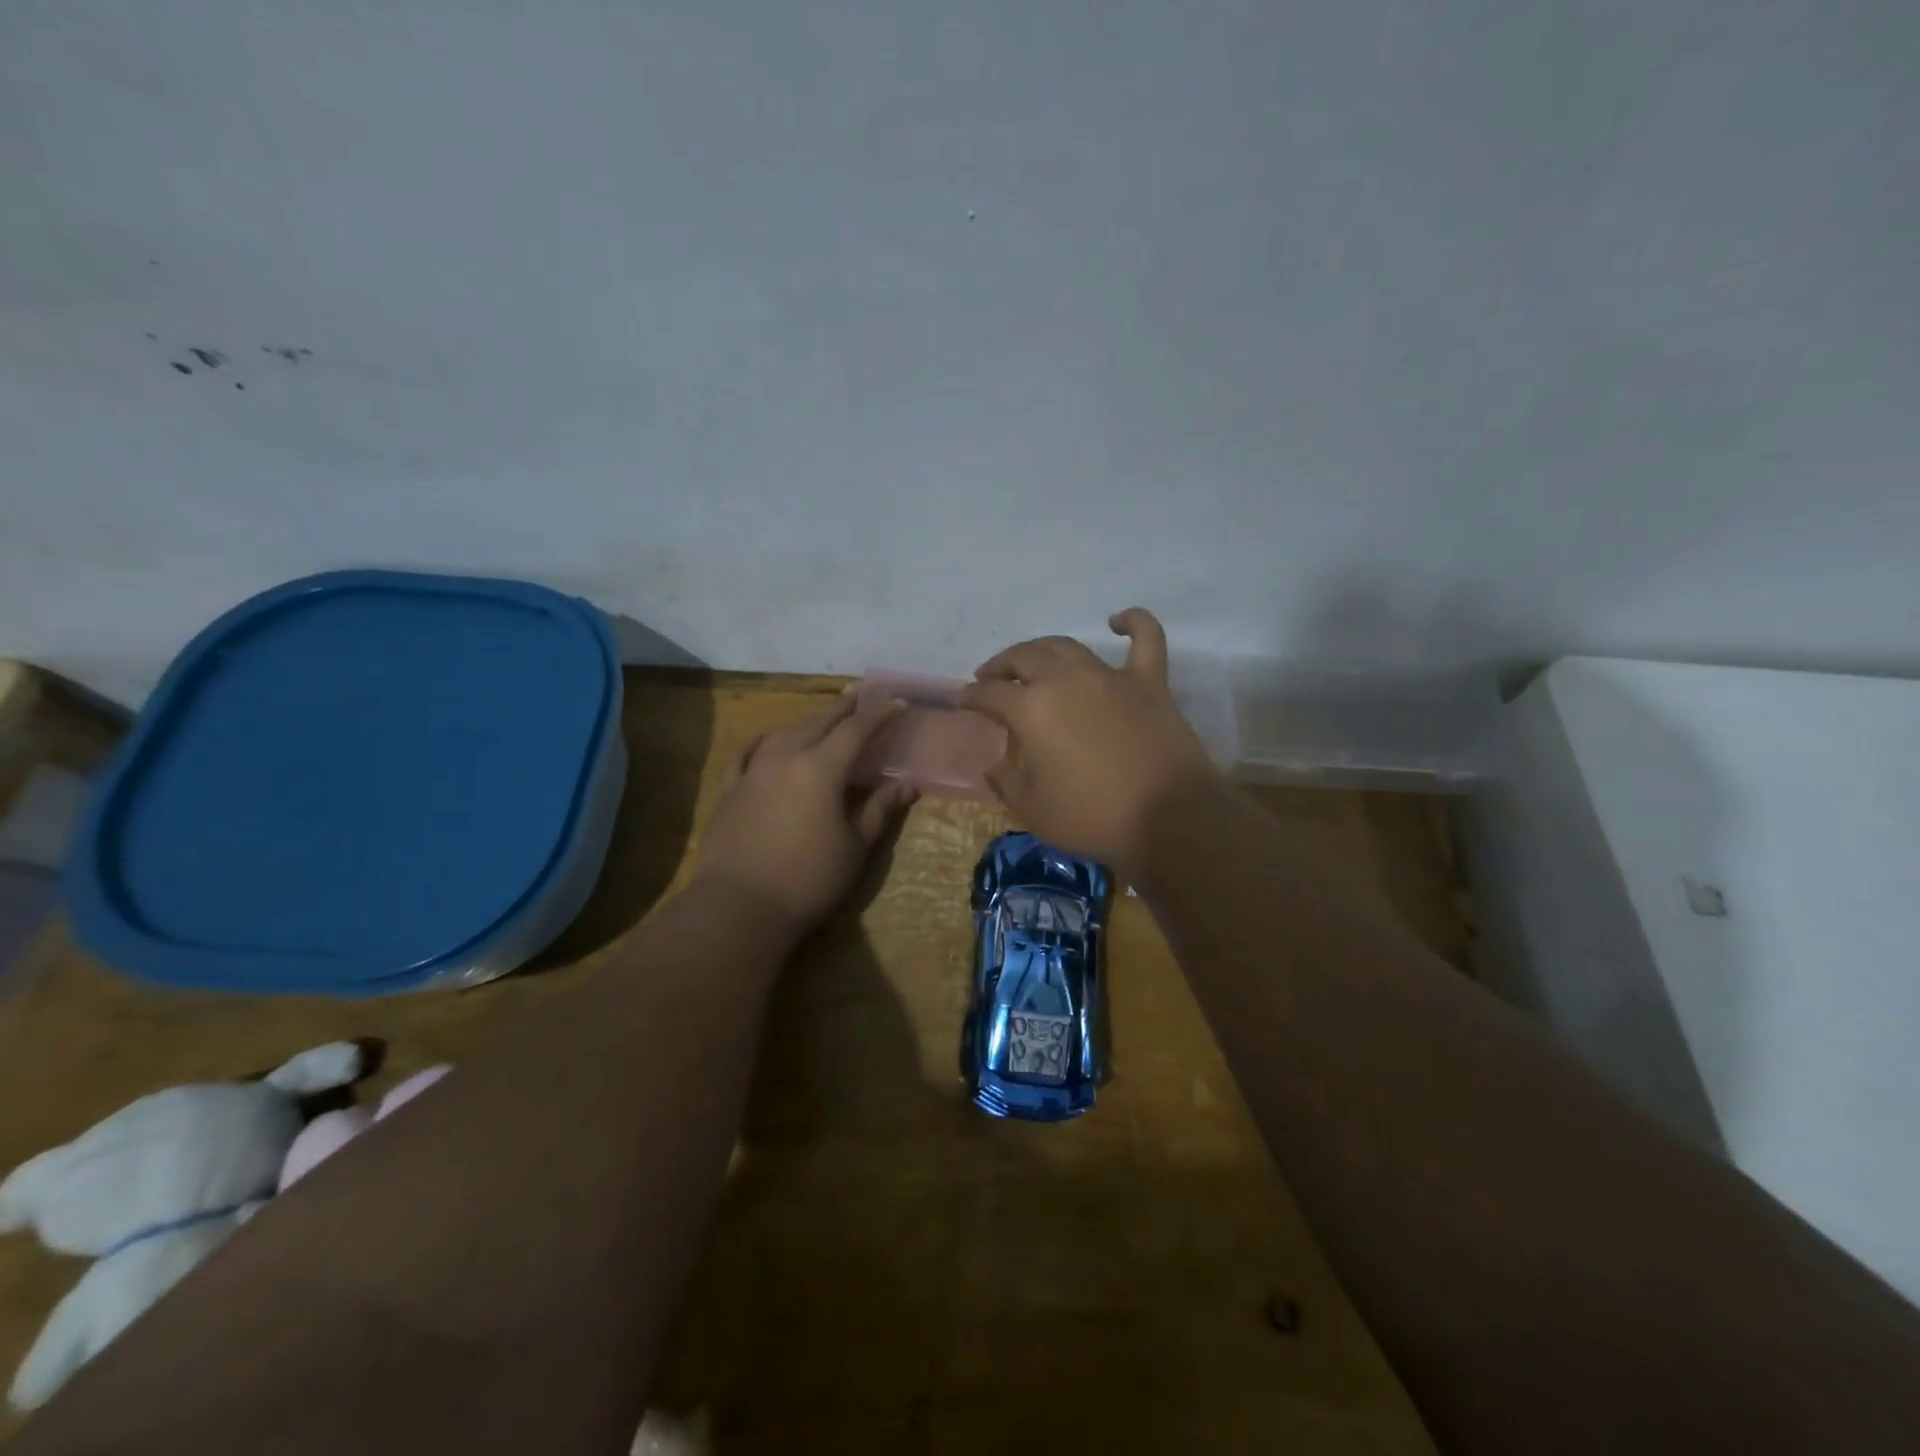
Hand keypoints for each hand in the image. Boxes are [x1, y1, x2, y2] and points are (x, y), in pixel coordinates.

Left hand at [692, 693, 917, 930]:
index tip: (898, 703)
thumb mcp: (855, 847)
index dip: (880, 715)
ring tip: (821, 717)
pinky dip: (762, 742)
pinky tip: (766, 741)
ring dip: (807, 721)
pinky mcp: (728, 790)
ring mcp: (752, 771)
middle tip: (859, 696)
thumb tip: (907, 784)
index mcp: (821, 768)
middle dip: (842, 708)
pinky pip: (746, 754)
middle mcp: (785, 757)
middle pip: (818, 722)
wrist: (739, 906)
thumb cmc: (808, 879)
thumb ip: (880, 809)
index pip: (856, 730)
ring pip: (783, 732)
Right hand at [962, 608, 1219, 875]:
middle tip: (991, 677)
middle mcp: (1066, 680)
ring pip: (1068, 646)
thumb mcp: (1033, 810)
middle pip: (1024, 658)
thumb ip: (1007, 782)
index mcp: (1032, 709)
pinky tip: (1118, 621)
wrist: (1169, 818)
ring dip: (1043, 649)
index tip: (963, 700)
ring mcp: (1110, 676)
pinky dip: (1133, 623)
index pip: (990, 694)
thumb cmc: (1093, 818)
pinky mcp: (1149, 682)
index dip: (971, 696)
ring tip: (1033, 660)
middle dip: (1000, 666)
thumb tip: (994, 765)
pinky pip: (1145, 639)